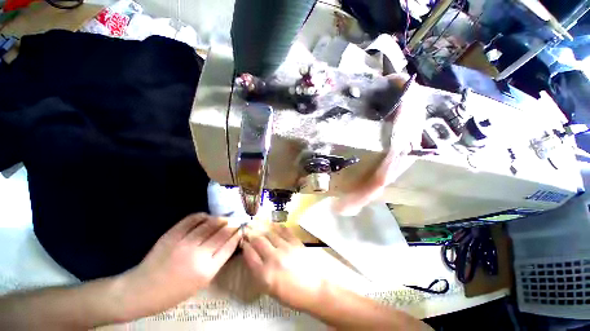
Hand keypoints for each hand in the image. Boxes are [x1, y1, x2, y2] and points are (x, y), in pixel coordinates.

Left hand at [120, 213, 240, 316]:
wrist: (142, 290)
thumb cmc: (175, 291)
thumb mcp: (201, 282)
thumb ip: (216, 261)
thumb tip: (229, 242)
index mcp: (207, 270)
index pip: (229, 246)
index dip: (237, 235)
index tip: (241, 230)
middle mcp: (198, 255)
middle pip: (222, 233)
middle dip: (232, 225)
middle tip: (236, 221)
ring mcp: (184, 243)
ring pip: (210, 224)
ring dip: (220, 219)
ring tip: (224, 218)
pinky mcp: (172, 235)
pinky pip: (192, 220)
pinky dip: (202, 216)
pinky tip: (206, 217)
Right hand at [241, 225, 324, 309]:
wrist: (317, 288)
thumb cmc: (293, 295)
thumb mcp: (272, 291)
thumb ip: (261, 274)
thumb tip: (255, 259)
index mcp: (265, 275)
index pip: (250, 256)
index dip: (245, 247)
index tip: (243, 242)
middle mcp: (273, 258)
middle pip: (258, 241)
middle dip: (252, 235)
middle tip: (249, 232)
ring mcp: (285, 248)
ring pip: (270, 233)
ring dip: (263, 229)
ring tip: (259, 225)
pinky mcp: (295, 242)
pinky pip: (284, 231)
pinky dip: (277, 227)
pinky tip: (274, 225)